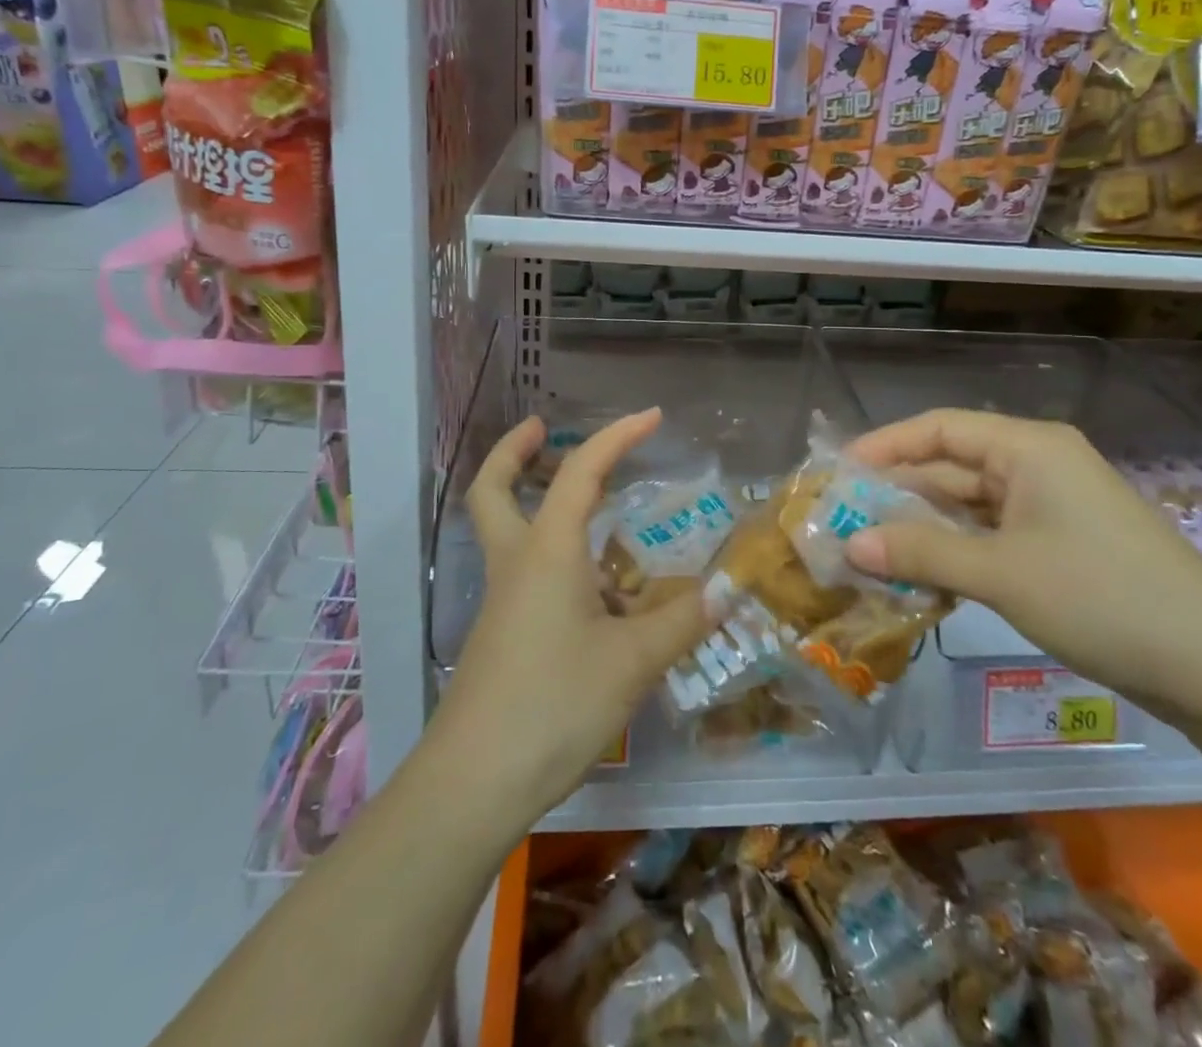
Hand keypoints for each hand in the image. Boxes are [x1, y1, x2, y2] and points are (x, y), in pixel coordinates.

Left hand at [435, 408, 711, 817]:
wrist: (473, 784)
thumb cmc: (554, 703)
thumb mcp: (632, 661)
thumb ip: (682, 621)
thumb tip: (728, 590)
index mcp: (547, 551)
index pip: (582, 472)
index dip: (617, 436)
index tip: (652, 416)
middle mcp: (517, 563)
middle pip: (494, 490)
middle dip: (515, 452)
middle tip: (541, 430)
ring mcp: (503, 602)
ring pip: (508, 532)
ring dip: (537, 505)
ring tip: (598, 515)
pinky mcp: (503, 636)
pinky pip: (528, 576)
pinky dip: (557, 561)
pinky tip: (600, 595)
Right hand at [845, 408, 1201, 713]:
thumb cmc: (1102, 598)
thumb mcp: (1001, 573)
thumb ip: (921, 552)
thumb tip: (849, 544)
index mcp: (1028, 447)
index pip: (939, 428)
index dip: (885, 445)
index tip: (839, 473)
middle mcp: (1038, 464)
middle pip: (952, 465)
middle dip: (898, 492)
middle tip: (843, 520)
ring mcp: (1052, 505)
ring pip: (970, 504)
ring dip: (924, 526)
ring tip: (870, 551)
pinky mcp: (1061, 544)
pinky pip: (992, 534)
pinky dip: (956, 550)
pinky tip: (922, 575)